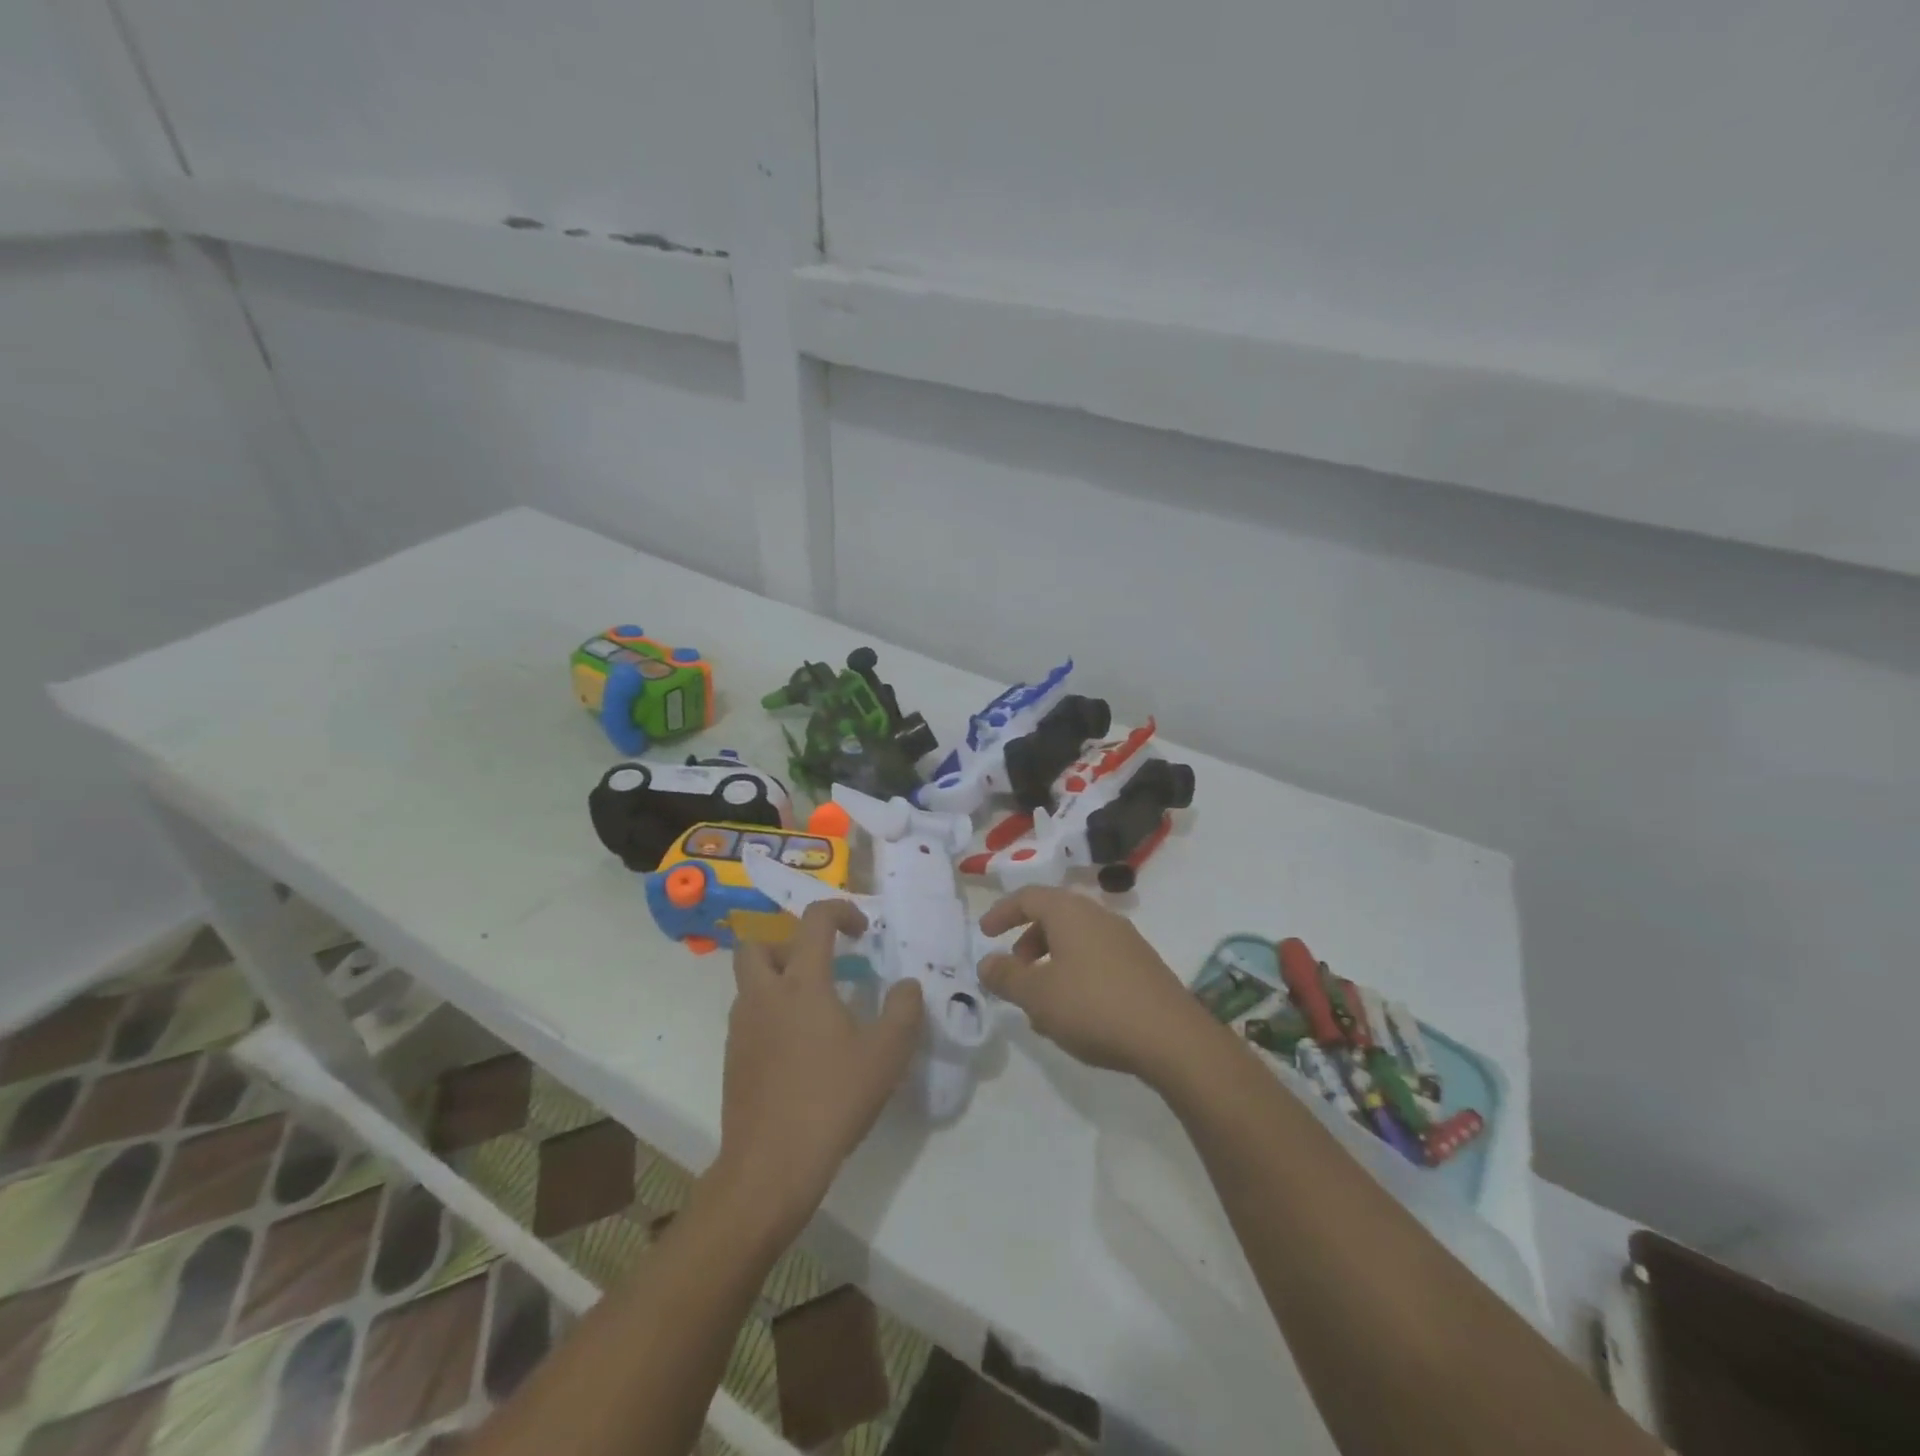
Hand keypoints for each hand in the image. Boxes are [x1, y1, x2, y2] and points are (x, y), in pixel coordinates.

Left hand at [712, 902, 923, 1240]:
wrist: (770, 1167)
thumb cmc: (832, 1100)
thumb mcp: (886, 1054)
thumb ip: (904, 1010)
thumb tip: (907, 985)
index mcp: (801, 983)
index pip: (814, 920)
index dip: (841, 911)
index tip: (862, 930)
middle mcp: (763, 996)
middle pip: (756, 945)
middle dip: (787, 944)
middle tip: (820, 968)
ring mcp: (741, 1029)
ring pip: (750, 983)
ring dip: (779, 982)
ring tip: (817, 1013)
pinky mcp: (733, 1060)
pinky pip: (749, 1018)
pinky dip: (771, 1016)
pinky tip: (800, 1052)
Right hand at [979, 886, 1217, 1086]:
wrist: (1172, 1038)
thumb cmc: (1094, 1006)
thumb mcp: (1038, 996)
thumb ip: (1007, 977)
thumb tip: (986, 962)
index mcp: (1070, 912)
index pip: (1028, 897)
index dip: (1002, 912)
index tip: (985, 933)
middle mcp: (1099, 916)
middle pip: (1054, 916)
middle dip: (1028, 939)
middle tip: (1014, 968)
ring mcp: (1126, 940)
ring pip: (1077, 939)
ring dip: (1051, 960)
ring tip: (1041, 1001)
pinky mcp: (1143, 966)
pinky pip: (1097, 958)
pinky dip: (1076, 973)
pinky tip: (1075, 1012)